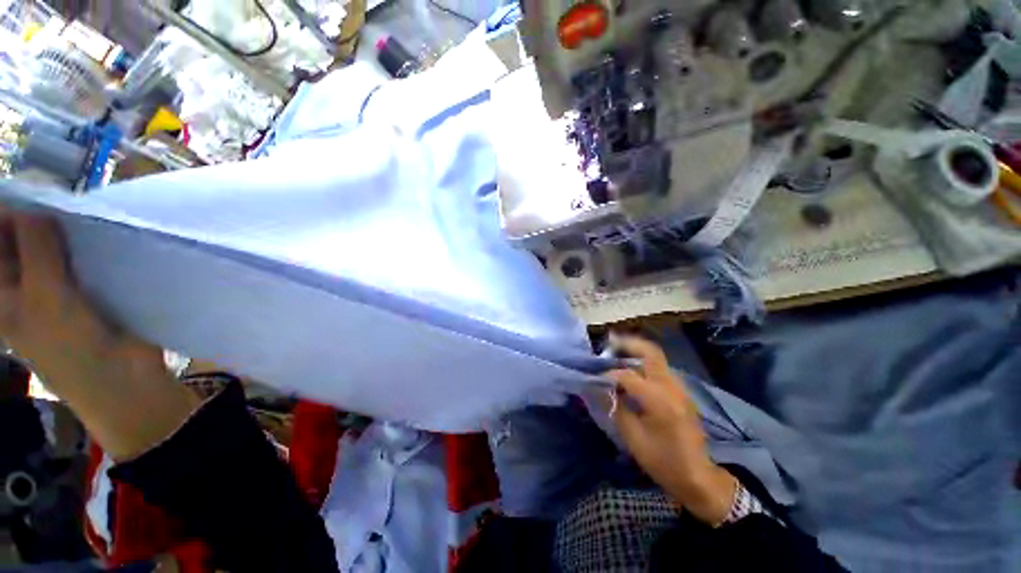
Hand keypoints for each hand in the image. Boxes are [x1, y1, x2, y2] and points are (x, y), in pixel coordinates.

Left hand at [0, 211, 198, 459]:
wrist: (120, 376)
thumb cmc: (70, 344)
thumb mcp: (44, 295)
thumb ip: (36, 248)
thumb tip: (37, 203)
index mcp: (0, 290)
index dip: (5, 215)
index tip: (27, 194)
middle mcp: (21, 283)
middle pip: (17, 239)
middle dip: (32, 218)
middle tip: (54, 204)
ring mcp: (53, 285)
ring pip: (48, 245)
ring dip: (59, 231)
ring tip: (75, 218)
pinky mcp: (84, 287)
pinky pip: (76, 256)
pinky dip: (82, 245)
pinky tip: (92, 237)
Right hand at [606, 335, 736, 525]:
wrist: (698, 477)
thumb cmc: (663, 461)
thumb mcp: (633, 438)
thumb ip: (616, 407)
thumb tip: (601, 388)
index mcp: (660, 400)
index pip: (628, 375)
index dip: (608, 375)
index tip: (595, 379)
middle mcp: (672, 387)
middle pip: (651, 352)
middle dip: (628, 344)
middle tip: (610, 343)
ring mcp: (679, 388)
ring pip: (656, 358)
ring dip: (635, 352)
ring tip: (617, 354)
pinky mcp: (680, 392)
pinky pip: (660, 368)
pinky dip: (643, 363)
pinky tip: (631, 371)